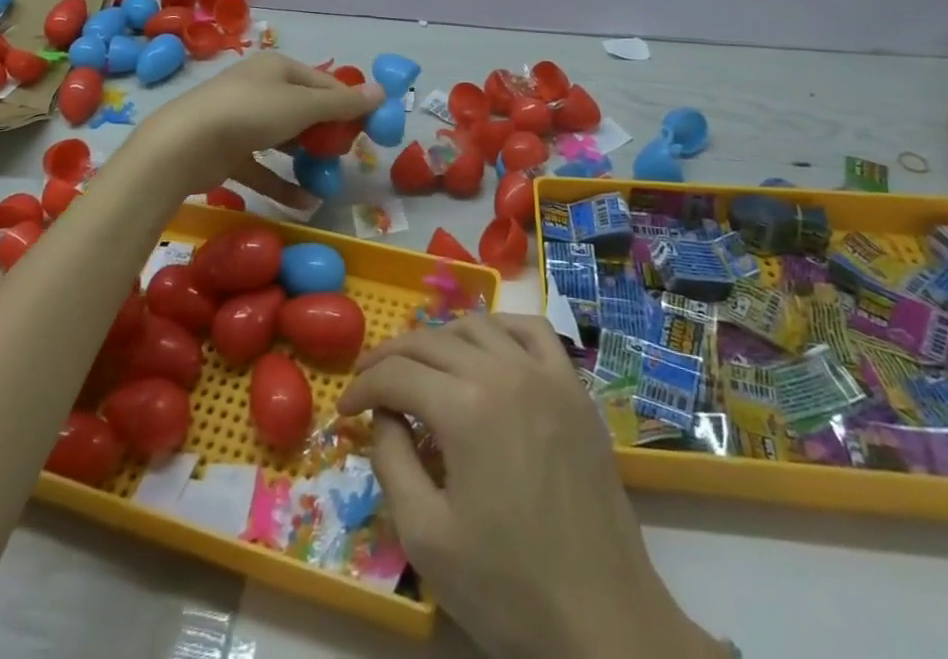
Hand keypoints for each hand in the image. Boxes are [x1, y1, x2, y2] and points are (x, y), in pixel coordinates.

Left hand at [136, 52, 380, 196]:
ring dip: (307, 160)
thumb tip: (382, 91)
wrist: (183, 145)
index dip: (349, 106)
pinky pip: (263, 167)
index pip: (325, 83)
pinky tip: (306, 203)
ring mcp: (242, 121)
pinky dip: (283, 183)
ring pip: (284, 140)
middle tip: (348, 158)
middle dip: (328, 135)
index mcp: (279, 69)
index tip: (370, 132)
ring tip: (329, 180)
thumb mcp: (303, 106)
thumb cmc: (250, 113)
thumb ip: (343, 103)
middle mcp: (261, 89)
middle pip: (305, 111)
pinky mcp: (228, 153)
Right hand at [339, 316, 725, 658]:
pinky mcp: (574, 387)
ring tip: (421, 366)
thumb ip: (392, 462)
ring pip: (477, 325)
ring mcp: (544, 373)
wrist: (603, 621)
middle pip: (430, 340)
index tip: (344, 409)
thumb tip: (384, 416)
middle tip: (369, 381)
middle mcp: (502, 371)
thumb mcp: (426, 537)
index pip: (397, 375)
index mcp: (464, 407)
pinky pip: (532, 330)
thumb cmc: (509, 588)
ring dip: (439, 338)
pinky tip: (487, 348)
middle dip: (390, 356)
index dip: (363, 388)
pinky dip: (500, 327)